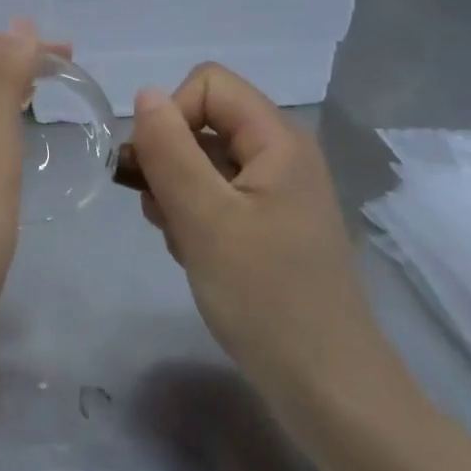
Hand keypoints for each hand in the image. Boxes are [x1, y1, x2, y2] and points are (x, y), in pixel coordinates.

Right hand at [129, 63, 393, 414]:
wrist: (326, 386)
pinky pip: (215, 197)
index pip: (207, 84)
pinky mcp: (267, 225)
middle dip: (168, 160)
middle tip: (162, 212)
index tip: (157, 169)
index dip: (171, 115)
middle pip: (203, 121)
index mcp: (277, 140)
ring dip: (175, 194)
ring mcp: (275, 192)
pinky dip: (192, 218)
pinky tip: (193, 255)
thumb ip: (169, 149)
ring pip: (202, 162)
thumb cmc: (265, 297)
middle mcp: (280, 155)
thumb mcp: (205, 218)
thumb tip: (144, 95)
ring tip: (179, 240)